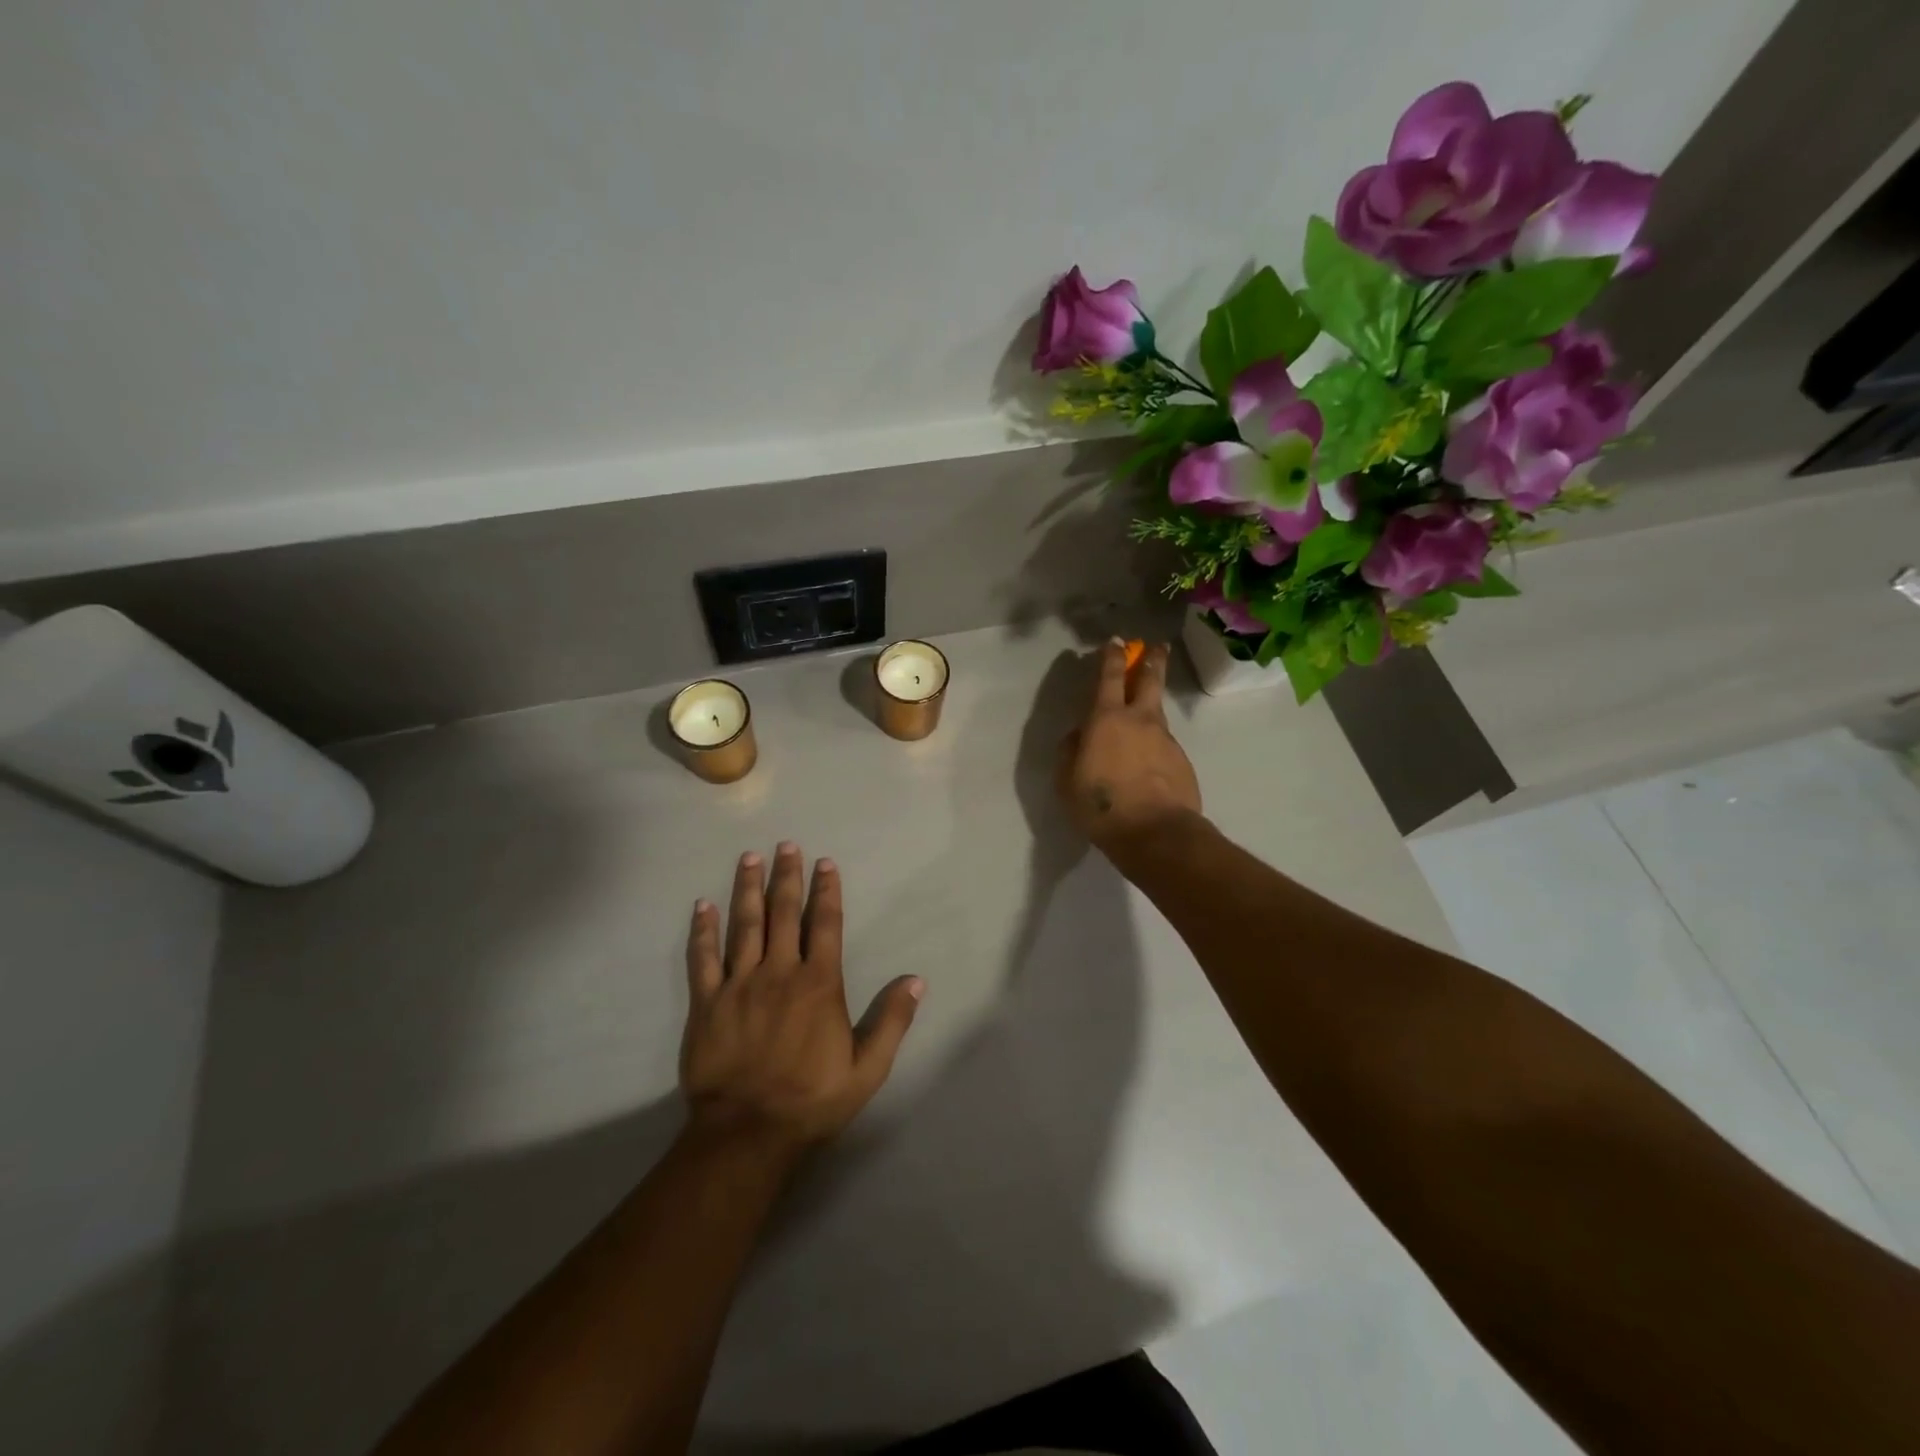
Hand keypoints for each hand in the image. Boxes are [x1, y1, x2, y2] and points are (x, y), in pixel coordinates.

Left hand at [681, 843, 922, 1153]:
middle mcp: (779, 973)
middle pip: (783, 913)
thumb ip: (892, 1020)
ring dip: (747, 889)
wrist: (747, 1133)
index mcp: (819, 984)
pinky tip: (702, 905)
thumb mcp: (867, 1068)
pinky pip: (703, 958)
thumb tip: (916, 980)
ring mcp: (739, 985)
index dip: (826, 891)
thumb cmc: (812, 1099)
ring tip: (750, 858)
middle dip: (787, 877)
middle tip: (786, 845)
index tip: (825, 863)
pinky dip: (703, 930)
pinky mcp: (707, 1003)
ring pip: (744, 925)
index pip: (825, 925)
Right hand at [1057, 638, 1201, 854]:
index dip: (1112, 657)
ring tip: (1143, 720)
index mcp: (1107, 719)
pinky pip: (1164, 747)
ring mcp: (1166, 740)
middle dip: (1152, 661)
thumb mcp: (1067, 780)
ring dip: (1151, 709)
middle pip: (1150, 681)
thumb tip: (1078, 736)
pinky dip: (1155, 748)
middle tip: (1157, 648)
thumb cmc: (1102, 805)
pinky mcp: (1182, 762)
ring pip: (1158, 715)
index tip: (1116, 642)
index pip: (1110, 677)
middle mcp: (1140, 721)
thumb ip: (1070, 751)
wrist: (1156, 834)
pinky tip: (1148, 768)